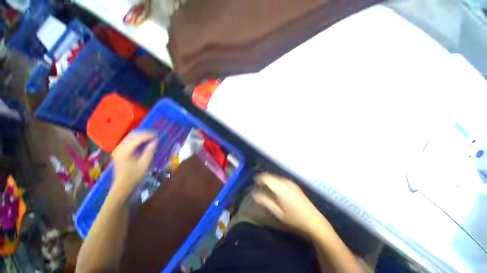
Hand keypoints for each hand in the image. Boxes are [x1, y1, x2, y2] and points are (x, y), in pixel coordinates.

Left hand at [111, 131, 157, 197]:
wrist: (122, 185)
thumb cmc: (134, 176)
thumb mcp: (144, 164)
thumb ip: (150, 151)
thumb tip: (155, 141)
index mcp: (124, 151)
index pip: (137, 138)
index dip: (148, 135)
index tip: (158, 134)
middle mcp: (119, 148)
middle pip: (132, 135)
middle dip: (145, 133)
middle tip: (156, 134)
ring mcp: (118, 149)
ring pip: (130, 137)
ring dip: (141, 135)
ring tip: (151, 136)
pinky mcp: (119, 151)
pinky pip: (128, 140)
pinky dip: (137, 138)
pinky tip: (144, 140)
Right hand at [252, 173, 332, 236]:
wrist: (314, 221)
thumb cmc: (294, 218)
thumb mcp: (277, 212)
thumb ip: (265, 201)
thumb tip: (254, 193)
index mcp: (280, 187)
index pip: (266, 177)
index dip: (259, 178)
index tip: (254, 183)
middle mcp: (285, 182)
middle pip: (271, 176)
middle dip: (263, 179)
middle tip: (258, 186)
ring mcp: (291, 183)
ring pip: (276, 177)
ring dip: (270, 180)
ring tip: (265, 187)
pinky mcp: (295, 185)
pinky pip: (281, 180)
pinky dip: (276, 182)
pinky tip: (276, 189)